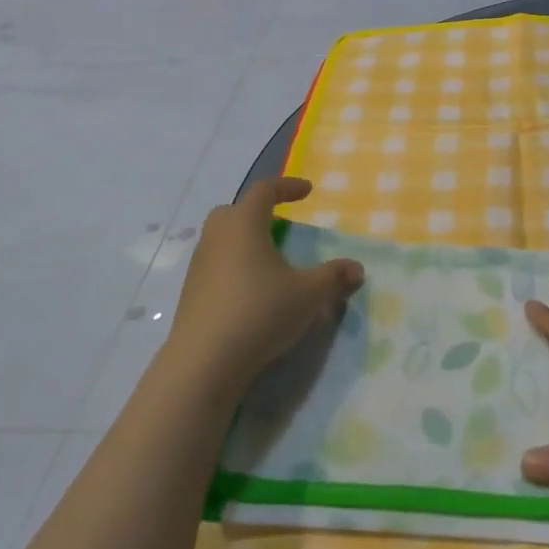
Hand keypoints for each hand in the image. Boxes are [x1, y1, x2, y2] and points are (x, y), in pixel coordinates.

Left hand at [163, 178, 363, 392]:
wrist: (205, 361)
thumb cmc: (260, 312)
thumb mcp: (308, 295)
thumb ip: (334, 277)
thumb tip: (357, 268)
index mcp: (244, 225)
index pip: (264, 191)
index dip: (287, 186)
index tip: (307, 191)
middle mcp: (217, 237)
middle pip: (235, 211)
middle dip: (258, 212)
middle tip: (280, 224)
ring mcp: (199, 265)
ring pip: (222, 239)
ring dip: (244, 241)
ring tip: (269, 261)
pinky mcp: (191, 293)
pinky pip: (215, 266)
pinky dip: (234, 267)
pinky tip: (251, 291)